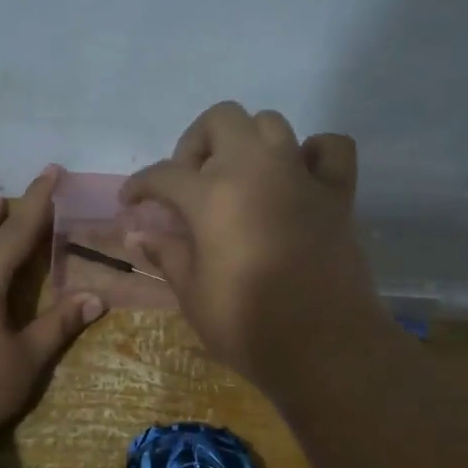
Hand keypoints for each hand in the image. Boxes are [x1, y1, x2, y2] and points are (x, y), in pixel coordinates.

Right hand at [120, 103, 387, 389]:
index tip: (130, 203)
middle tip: (189, 182)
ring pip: (271, 124)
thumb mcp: (193, 295)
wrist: (323, 347)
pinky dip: (311, 154)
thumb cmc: (248, 326)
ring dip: (247, 142)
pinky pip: (329, 149)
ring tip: (237, 179)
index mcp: (213, 195)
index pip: (164, 175)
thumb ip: (168, 254)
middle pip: (222, 120)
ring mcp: (301, 177)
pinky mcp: (337, 194)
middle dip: (196, 143)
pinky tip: (296, 179)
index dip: (140, 186)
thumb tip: (139, 234)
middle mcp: (257, 170)